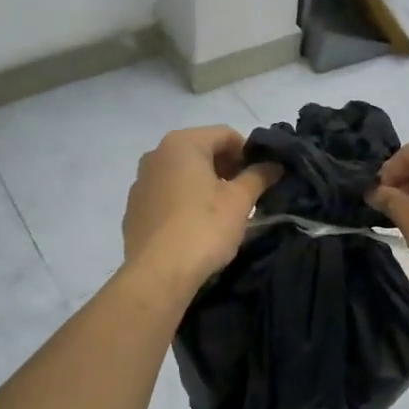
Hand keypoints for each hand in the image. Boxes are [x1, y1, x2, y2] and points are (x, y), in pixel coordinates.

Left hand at [122, 126, 280, 292]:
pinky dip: (184, 201)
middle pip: (201, 151)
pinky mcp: (134, 209)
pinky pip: (166, 195)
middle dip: (226, 168)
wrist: (158, 274)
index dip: (248, 153)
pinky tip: (195, 226)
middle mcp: (155, 155)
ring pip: (182, 174)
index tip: (261, 177)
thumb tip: (274, 165)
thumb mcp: (239, 201)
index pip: (225, 134)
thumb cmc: (203, 228)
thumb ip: (258, 176)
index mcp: (182, 144)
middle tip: (245, 195)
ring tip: (222, 212)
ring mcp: (140, 182)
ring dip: (205, 185)